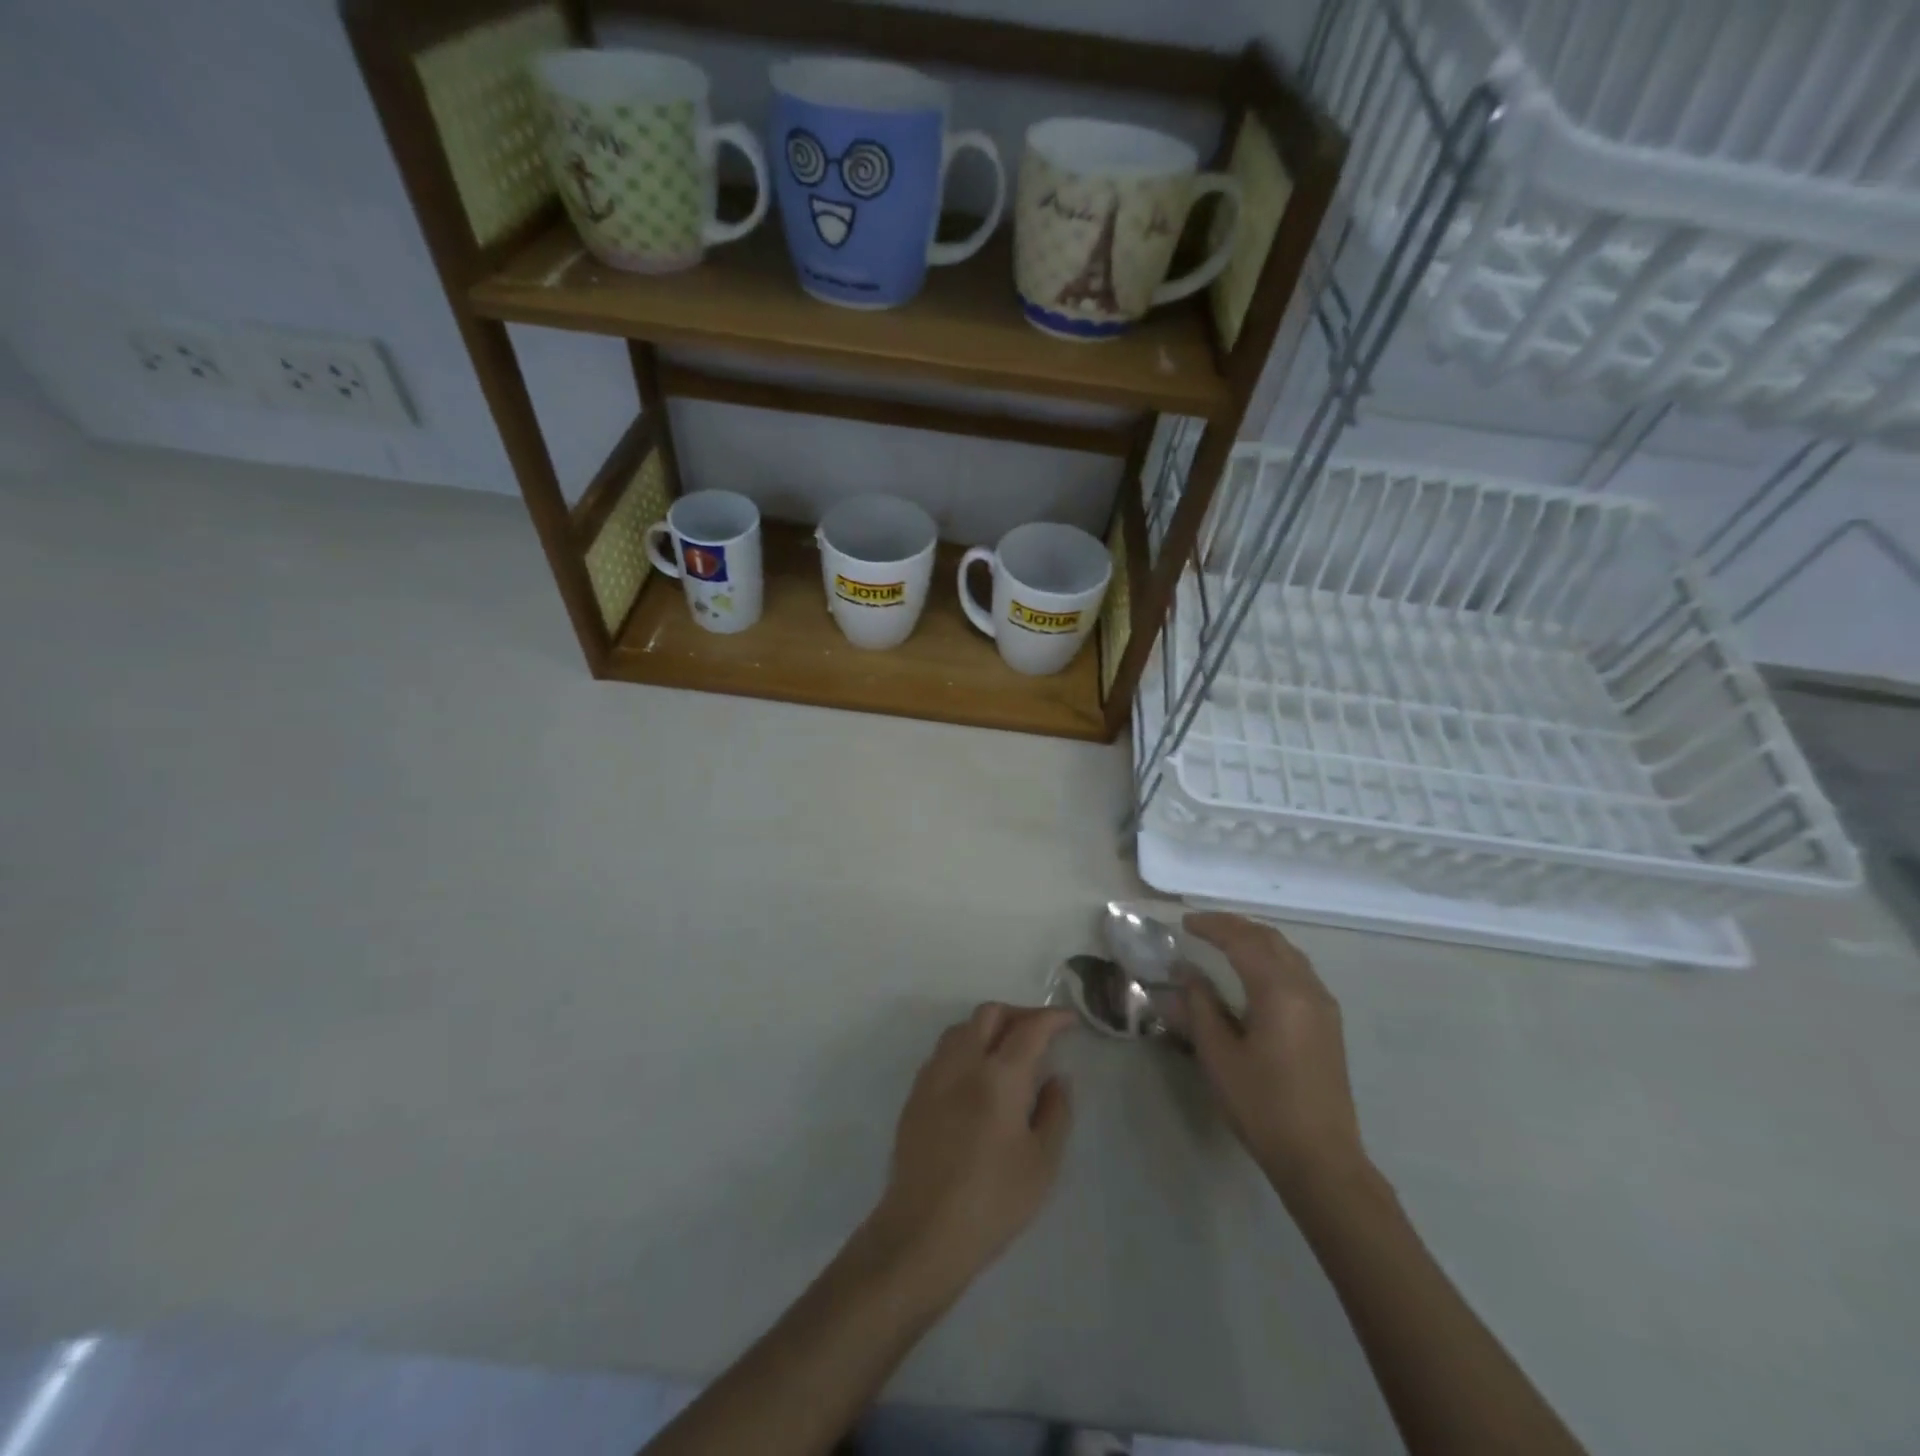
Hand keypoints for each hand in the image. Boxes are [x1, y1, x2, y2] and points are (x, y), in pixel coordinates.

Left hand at [866, 1004, 1074, 1296]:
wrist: (923, 1232)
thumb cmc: (993, 1201)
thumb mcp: (1042, 1163)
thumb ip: (1055, 1112)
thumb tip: (1056, 1078)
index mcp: (999, 1076)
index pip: (1029, 1029)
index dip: (1052, 1018)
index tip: (1069, 1020)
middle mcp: (963, 1063)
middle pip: (990, 1014)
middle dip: (1019, 1014)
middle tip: (1041, 1032)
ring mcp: (934, 1075)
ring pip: (962, 1027)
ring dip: (989, 1026)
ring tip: (1009, 1049)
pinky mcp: (915, 1094)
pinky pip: (944, 1051)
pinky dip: (967, 1046)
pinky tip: (978, 1074)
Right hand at [1179, 914, 1365, 1197]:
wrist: (1321, 1159)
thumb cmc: (1263, 1106)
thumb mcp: (1219, 1056)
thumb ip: (1200, 1006)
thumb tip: (1186, 972)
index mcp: (1279, 992)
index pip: (1243, 941)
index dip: (1212, 926)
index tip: (1185, 923)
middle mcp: (1307, 988)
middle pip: (1269, 939)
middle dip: (1235, 926)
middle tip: (1202, 926)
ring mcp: (1323, 1004)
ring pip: (1287, 952)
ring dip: (1255, 939)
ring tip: (1224, 942)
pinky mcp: (1328, 1022)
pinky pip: (1297, 970)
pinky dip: (1271, 957)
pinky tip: (1254, 971)